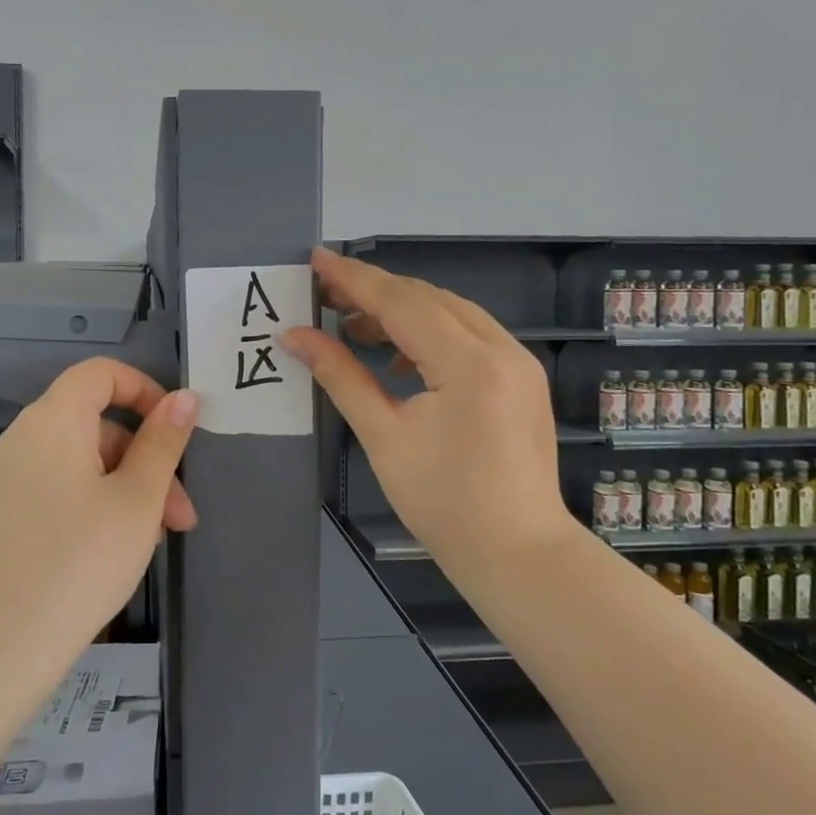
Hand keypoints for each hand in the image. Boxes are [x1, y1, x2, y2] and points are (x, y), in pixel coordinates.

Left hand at [0, 358, 199, 657]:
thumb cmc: (79, 562)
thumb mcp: (138, 500)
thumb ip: (163, 442)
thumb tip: (184, 398)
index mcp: (52, 421)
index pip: (100, 373)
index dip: (143, 390)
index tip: (175, 430)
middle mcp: (19, 439)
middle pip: (93, 425)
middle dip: (144, 461)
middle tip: (178, 516)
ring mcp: (0, 480)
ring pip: (76, 464)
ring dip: (121, 489)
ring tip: (149, 543)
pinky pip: (50, 491)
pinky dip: (86, 505)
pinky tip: (104, 555)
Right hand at [282, 248, 574, 571]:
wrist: (519, 554)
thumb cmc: (444, 504)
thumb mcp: (383, 436)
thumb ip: (340, 376)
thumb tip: (295, 336)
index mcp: (468, 363)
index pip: (400, 302)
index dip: (353, 279)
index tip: (314, 260)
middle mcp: (501, 348)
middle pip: (427, 298)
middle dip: (373, 291)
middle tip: (323, 294)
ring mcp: (518, 361)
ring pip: (450, 311)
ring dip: (401, 310)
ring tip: (352, 327)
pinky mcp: (521, 377)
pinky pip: (469, 333)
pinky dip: (429, 332)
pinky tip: (398, 357)